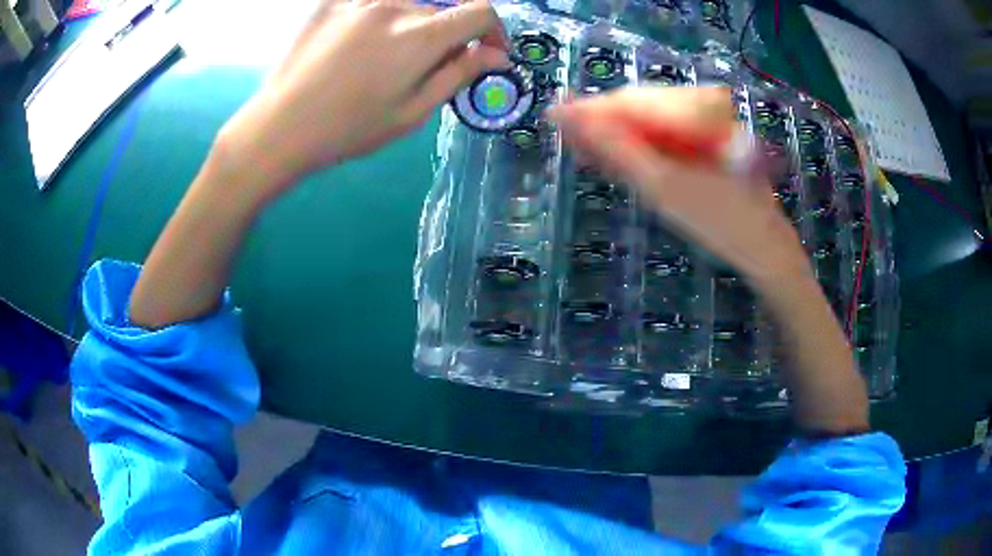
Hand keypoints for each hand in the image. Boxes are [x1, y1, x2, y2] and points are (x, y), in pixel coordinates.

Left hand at [218, 0, 509, 199]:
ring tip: (382, 61)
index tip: (486, 52)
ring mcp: (359, 1)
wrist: (280, 127)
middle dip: (445, 37)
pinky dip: (378, 20)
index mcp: (419, 36)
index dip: (494, 30)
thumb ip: (458, 75)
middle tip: (423, 71)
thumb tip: (496, 55)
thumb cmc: (348, 129)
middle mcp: (394, 6)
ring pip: (406, 6)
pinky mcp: (332, 2)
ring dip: (411, 28)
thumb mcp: (412, 113)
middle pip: (440, 12)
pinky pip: (371, 4)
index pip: (480, 12)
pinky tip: (358, 45)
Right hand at [547, 86, 809, 286]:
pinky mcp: (703, 151)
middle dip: (602, 124)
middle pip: (638, 109)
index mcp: (695, 111)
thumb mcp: (663, 187)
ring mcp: (703, 133)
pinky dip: (638, 153)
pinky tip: (615, 160)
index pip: (631, 101)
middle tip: (567, 140)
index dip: (592, 108)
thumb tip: (570, 117)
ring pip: (648, 126)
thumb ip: (616, 149)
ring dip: (616, 139)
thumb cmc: (720, 221)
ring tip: (584, 152)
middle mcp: (699, 113)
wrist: (765, 250)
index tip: (555, 115)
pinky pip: (662, 143)